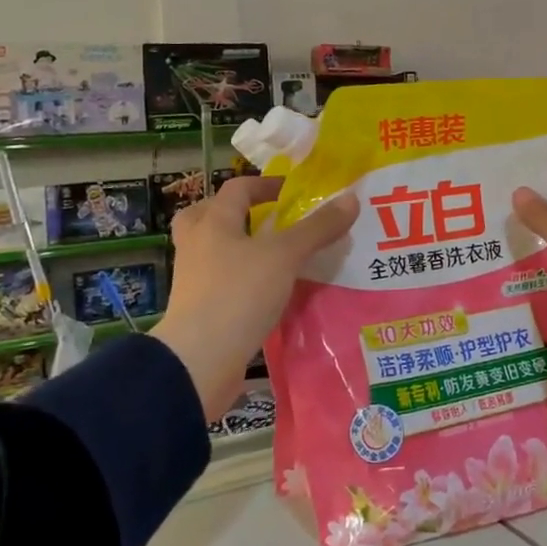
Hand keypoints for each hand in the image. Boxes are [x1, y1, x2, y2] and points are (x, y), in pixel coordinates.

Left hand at [155, 176, 357, 419]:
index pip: (237, 189)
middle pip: (208, 216)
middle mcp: (197, 246)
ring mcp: (195, 280)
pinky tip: (268, 290)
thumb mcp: (285, 256)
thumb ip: (318, 228)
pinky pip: (222, 283)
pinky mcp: (201, 310)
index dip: (265, 184)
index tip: (292, 192)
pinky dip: (242, 280)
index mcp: (213, 224)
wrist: (199, 361)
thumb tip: (351, 199)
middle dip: (236, 213)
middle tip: (265, 219)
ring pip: (214, 251)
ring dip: (239, 247)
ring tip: (273, 255)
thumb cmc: (238, 294)